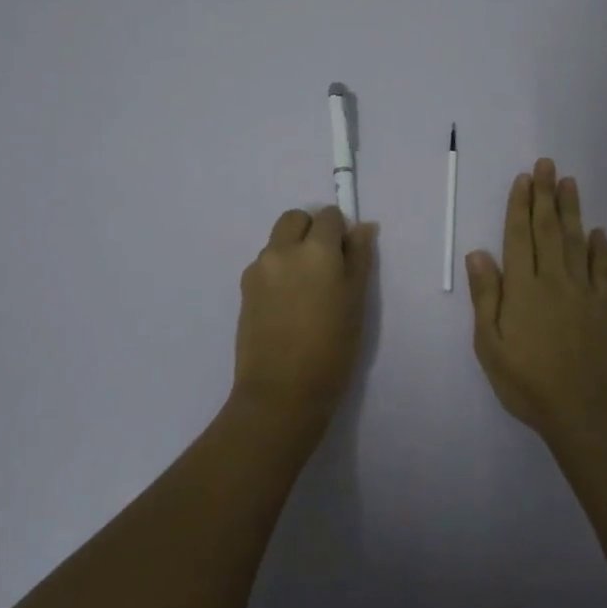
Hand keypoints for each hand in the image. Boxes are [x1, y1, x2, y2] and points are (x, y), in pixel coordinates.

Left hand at [232, 206, 377, 426]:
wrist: (281, 391)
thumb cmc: (332, 348)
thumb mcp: (356, 301)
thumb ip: (359, 258)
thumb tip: (362, 227)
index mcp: (316, 249)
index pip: (328, 216)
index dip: (340, 231)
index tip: (346, 257)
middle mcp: (282, 249)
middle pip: (295, 219)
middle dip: (311, 231)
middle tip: (325, 267)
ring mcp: (258, 268)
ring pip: (277, 241)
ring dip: (292, 251)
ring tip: (305, 291)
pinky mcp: (244, 288)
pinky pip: (264, 265)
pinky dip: (277, 271)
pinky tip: (287, 305)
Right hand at [466, 157, 606, 437]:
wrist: (583, 410)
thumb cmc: (526, 381)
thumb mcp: (490, 344)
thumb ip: (485, 297)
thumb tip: (477, 253)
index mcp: (523, 288)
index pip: (519, 237)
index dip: (520, 206)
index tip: (523, 179)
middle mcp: (554, 280)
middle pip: (548, 230)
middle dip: (545, 195)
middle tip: (546, 164)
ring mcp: (584, 292)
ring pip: (577, 241)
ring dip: (572, 210)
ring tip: (569, 182)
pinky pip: (604, 269)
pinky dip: (601, 248)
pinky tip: (598, 232)